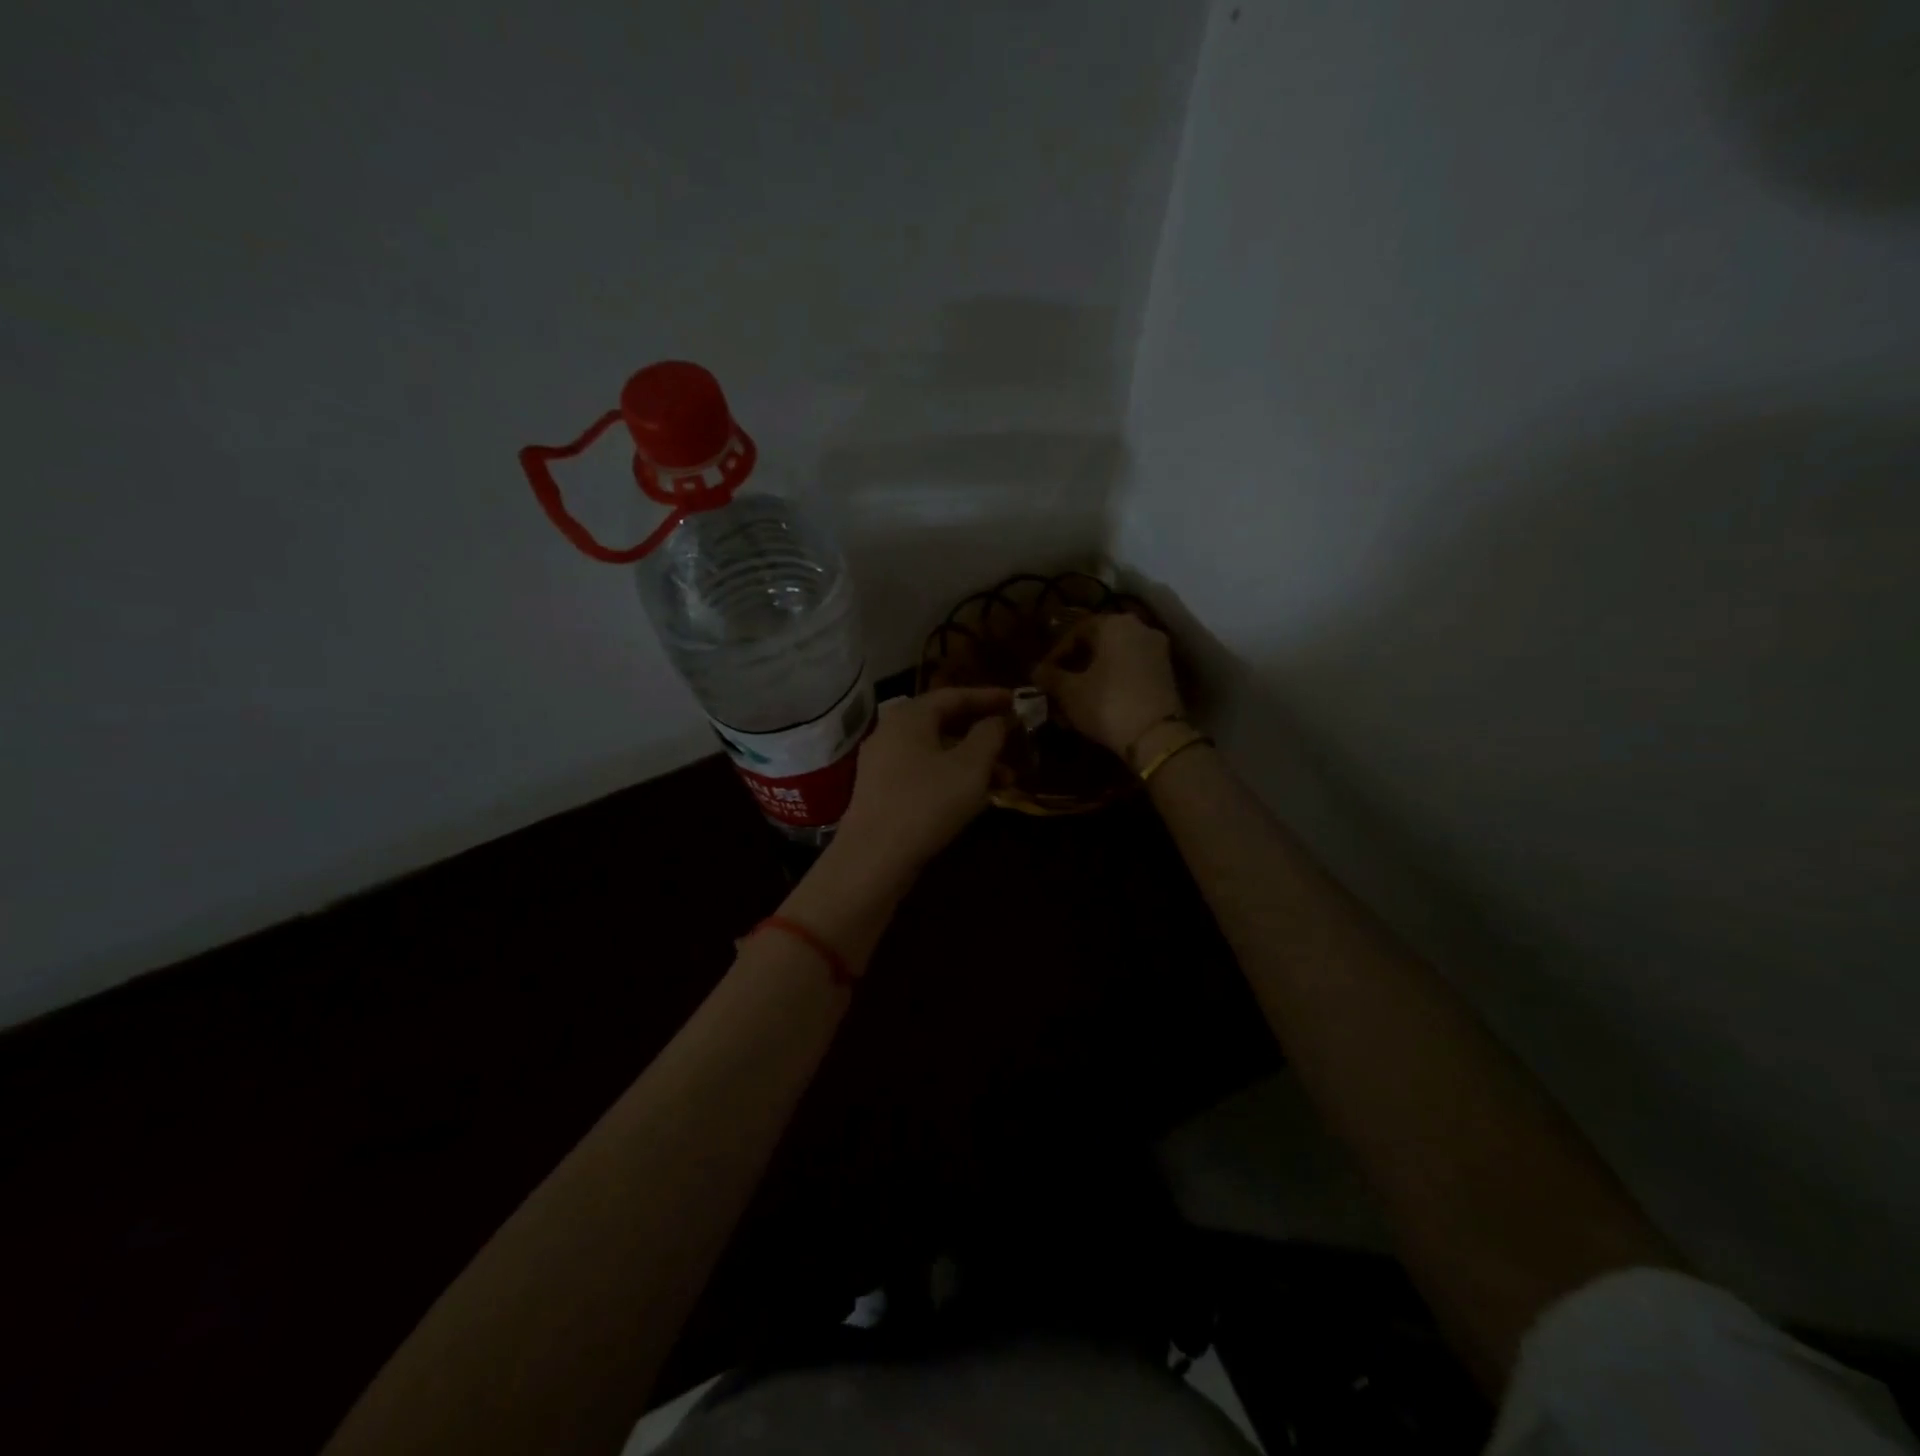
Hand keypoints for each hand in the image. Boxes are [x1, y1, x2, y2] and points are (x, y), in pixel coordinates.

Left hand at [832, 687, 1012, 878]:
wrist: (873, 858)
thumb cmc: (926, 803)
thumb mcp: (970, 767)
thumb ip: (989, 735)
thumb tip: (996, 719)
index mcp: (909, 716)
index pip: (954, 695)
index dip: (988, 697)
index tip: (1017, 701)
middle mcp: (891, 732)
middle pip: (943, 722)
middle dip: (982, 734)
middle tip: (1014, 742)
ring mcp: (882, 763)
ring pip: (935, 751)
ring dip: (971, 761)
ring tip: (1005, 780)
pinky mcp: (881, 791)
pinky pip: (923, 772)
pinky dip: (951, 777)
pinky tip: (974, 797)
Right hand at [1034, 613, 1183, 759]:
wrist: (1156, 736)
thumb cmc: (1106, 704)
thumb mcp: (1069, 692)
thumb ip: (1050, 676)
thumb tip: (1036, 671)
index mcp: (1114, 624)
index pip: (1076, 631)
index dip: (1056, 654)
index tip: (1044, 676)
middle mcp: (1139, 628)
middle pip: (1099, 642)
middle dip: (1076, 664)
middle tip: (1059, 686)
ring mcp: (1157, 650)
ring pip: (1116, 657)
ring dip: (1095, 674)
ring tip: (1077, 698)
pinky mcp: (1167, 673)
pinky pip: (1132, 670)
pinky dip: (1114, 681)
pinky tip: (1100, 702)